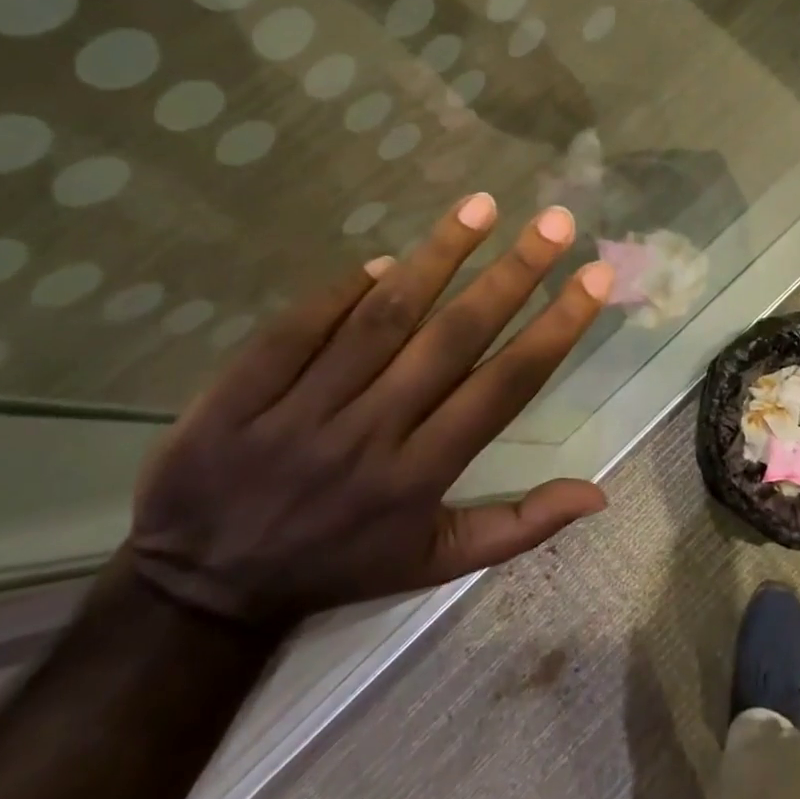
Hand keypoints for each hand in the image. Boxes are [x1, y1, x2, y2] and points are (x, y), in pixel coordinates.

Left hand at [127, 193, 613, 627]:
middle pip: (450, 339)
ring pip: (380, 320)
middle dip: (512, 274)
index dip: (555, 328)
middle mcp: (370, 436)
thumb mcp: (435, 564)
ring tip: (481, 206)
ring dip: (436, 256)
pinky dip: (342, 289)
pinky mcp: (239, 396)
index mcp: (421, 476)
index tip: (593, 276)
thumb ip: (519, 527)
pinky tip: (383, 260)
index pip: (503, 387)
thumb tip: (599, 496)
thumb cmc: (339, 566)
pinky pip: (298, 327)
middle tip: (556, 221)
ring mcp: (301, 412)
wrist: (200, 592)